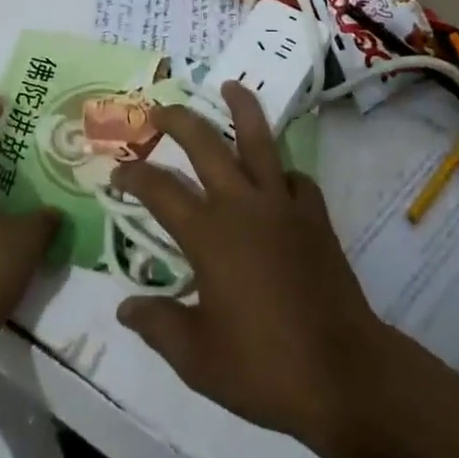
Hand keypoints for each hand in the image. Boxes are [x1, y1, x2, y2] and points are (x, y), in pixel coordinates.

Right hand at [109, 82, 394, 457]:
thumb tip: (124, 307)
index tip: (117, 171)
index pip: (160, 190)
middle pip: (205, 144)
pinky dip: (281, 171)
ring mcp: (283, 204)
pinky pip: (295, 177)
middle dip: (178, 120)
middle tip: (159, 108)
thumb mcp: (196, 358)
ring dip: (242, 108)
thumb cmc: (262, 367)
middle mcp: (242, 205)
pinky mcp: (315, 215)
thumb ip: (157, 324)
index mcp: (208, 234)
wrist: (341, 371)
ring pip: (259, 140)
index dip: (134, 176)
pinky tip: (276, 178)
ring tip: (231, 85)